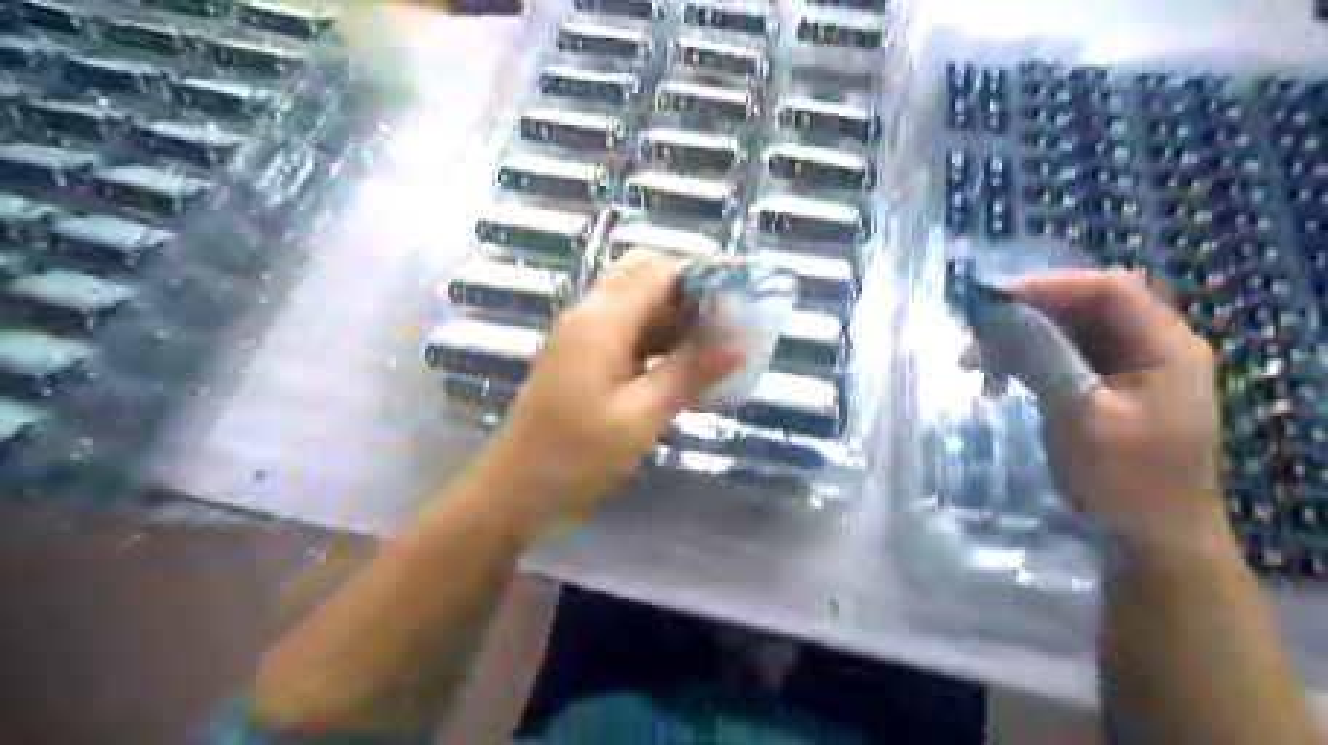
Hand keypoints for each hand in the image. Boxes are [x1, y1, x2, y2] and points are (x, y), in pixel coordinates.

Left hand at [488, 254, 741, 538]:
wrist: (515, 488)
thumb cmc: (577, 454)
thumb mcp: (641, 415)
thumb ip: (688, 372)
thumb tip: (739, 345)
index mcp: (602, 319)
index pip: (660, 270)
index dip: (703, 275)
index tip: (742, 296)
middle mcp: (589, 314)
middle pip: (643, 275)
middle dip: (687, 291)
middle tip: (724, 322)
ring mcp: (580, 334)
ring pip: (633, 303)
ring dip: (672, 316)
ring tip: (713, 346)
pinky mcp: (579, 356)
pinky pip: (623, 330)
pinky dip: (654, 339)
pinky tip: (681, 367)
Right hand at [995, 272, 1221, 549]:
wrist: (1153, 539)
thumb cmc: (1127, 481)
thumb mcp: (1083, 417)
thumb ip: (1047, 362)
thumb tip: (1002, 320)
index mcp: (1166, 348)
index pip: (1110, 290)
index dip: (1052, 285)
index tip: (997, 300)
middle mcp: (1152, 347)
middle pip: (1087, 306)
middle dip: (1029, 311)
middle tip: (977, 327)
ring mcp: (1130, 369)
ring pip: (1069, 331)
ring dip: (1021, 336)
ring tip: (973, 356)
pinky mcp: (1106, 388)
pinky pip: (1063, 357)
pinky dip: (1027, 359)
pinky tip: (994, 374)